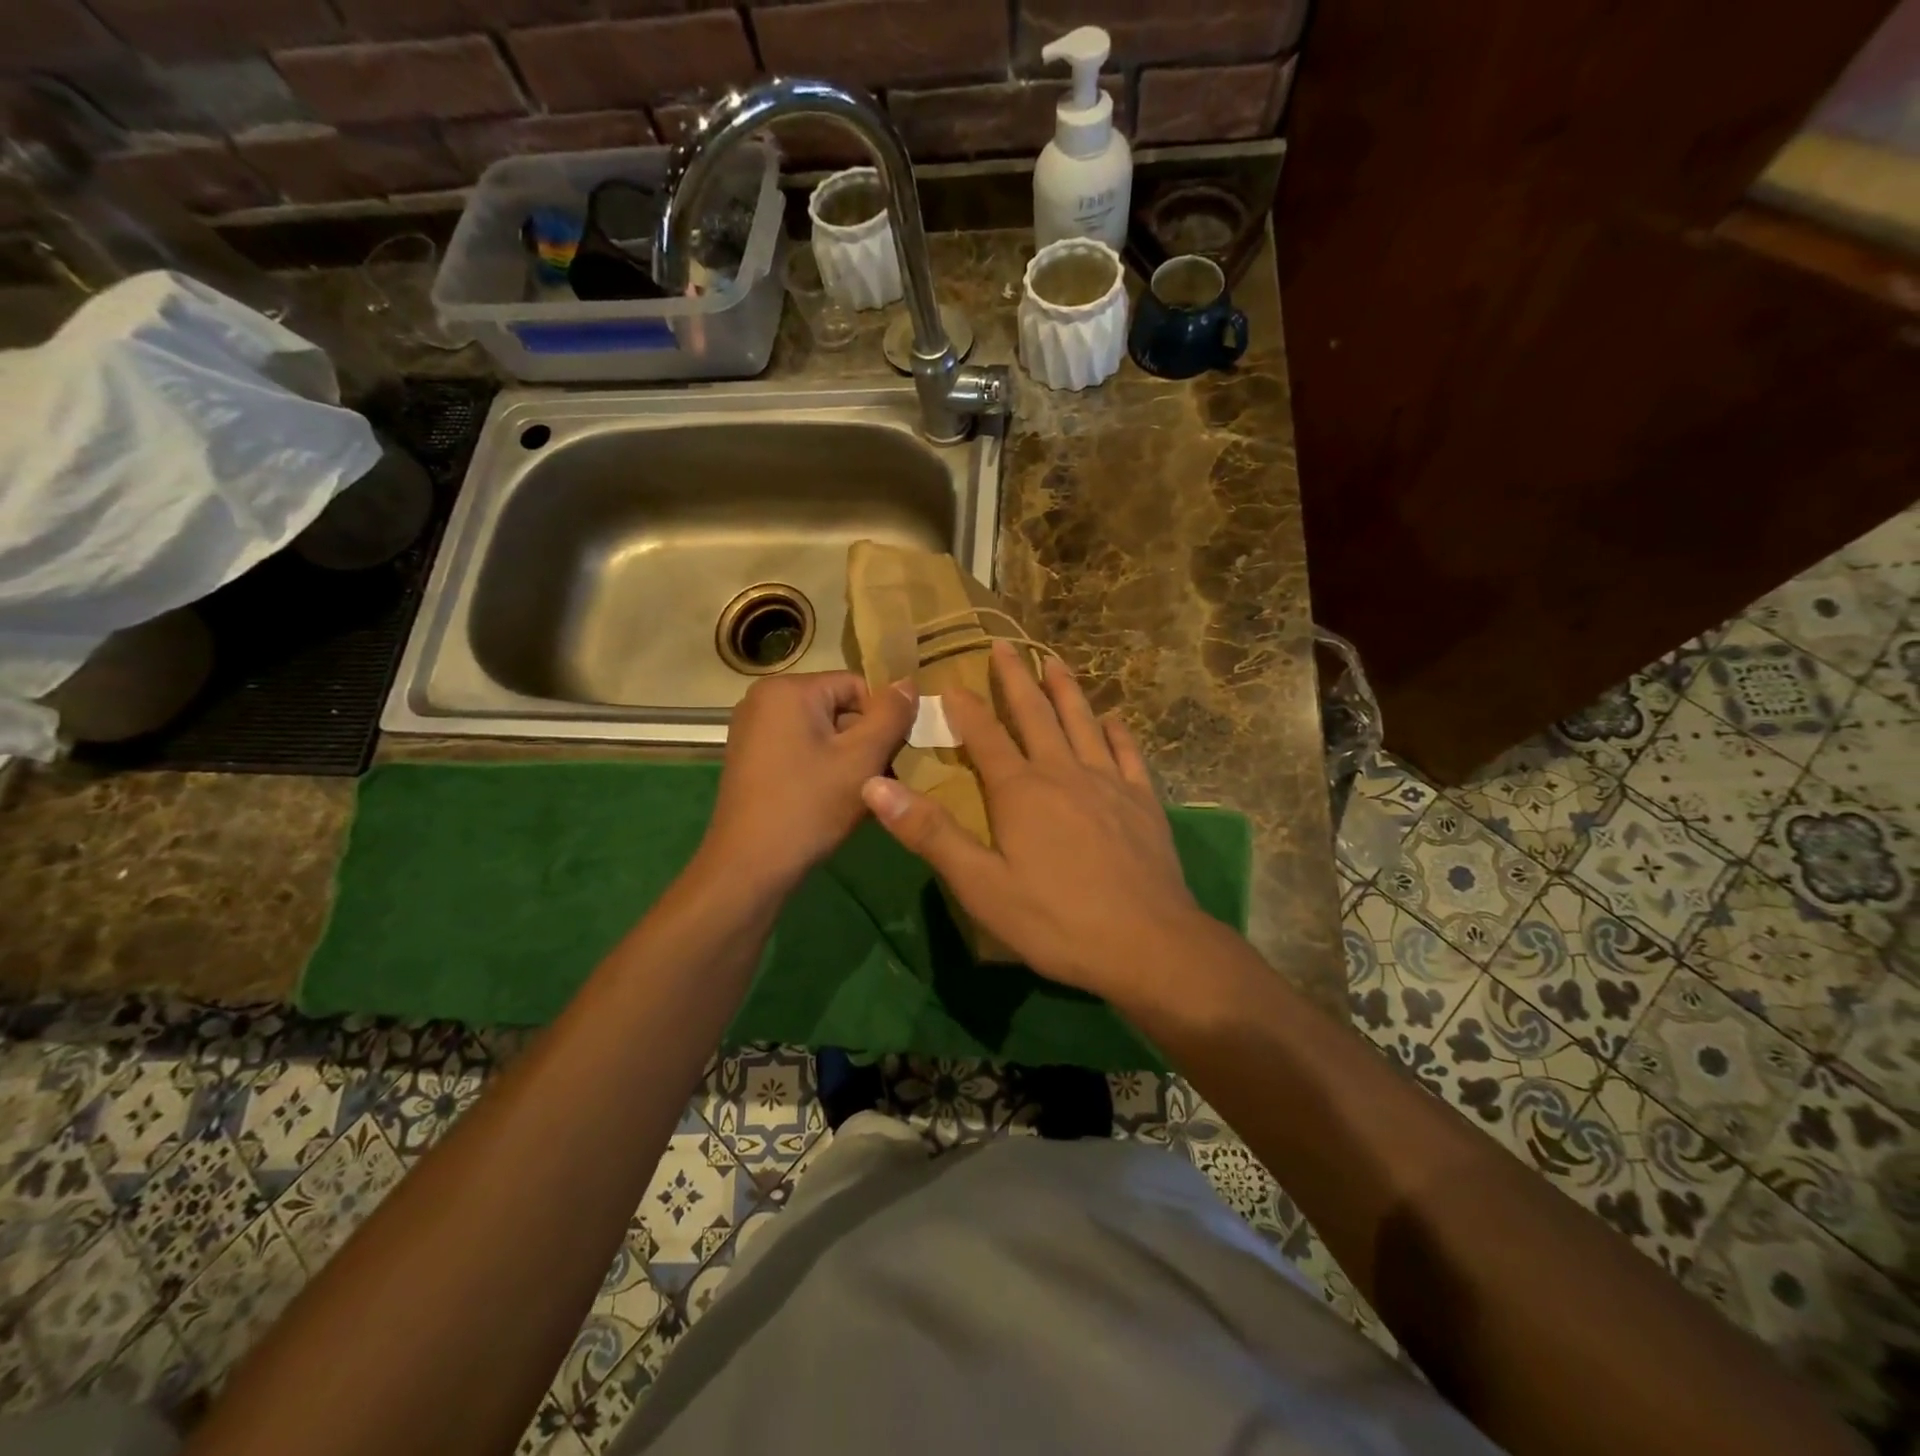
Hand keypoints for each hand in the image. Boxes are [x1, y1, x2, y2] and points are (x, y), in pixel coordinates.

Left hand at [702, 671, 916, 892]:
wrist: (749, 867)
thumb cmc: (809, 806)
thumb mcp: (862, 758)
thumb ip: (891, 715)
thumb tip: (909, 682)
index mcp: (788, 690)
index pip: (857, 685)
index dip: (883, 719)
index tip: (894, 756)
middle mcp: (764, 701)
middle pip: (839, 708)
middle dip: (866, 741)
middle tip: (883, 780)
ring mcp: (753, 732)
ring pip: (823, 734)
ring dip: (849, 760)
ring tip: (863, 795)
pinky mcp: (752, 760)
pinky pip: (802, 751)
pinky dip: (825, 770)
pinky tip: (836, 801)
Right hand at [860, 641, 1208, 997]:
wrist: (1146, 944)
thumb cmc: (1055, 920)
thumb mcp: (980, 885)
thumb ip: (930, 833)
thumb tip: (875, 786)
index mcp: (1021, 791)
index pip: (986, 737)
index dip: (965, 708)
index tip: (950, 680)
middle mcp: (1064, 773)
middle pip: (1036, 715)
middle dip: (1017, 679)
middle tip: (1005, 645)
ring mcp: (1109, 783)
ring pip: (1083, 723)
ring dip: (1066, 690)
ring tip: (1055, 660)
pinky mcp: (1143, 802)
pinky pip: (1127, 754)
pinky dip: (1116, 732)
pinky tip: (1112, 720)